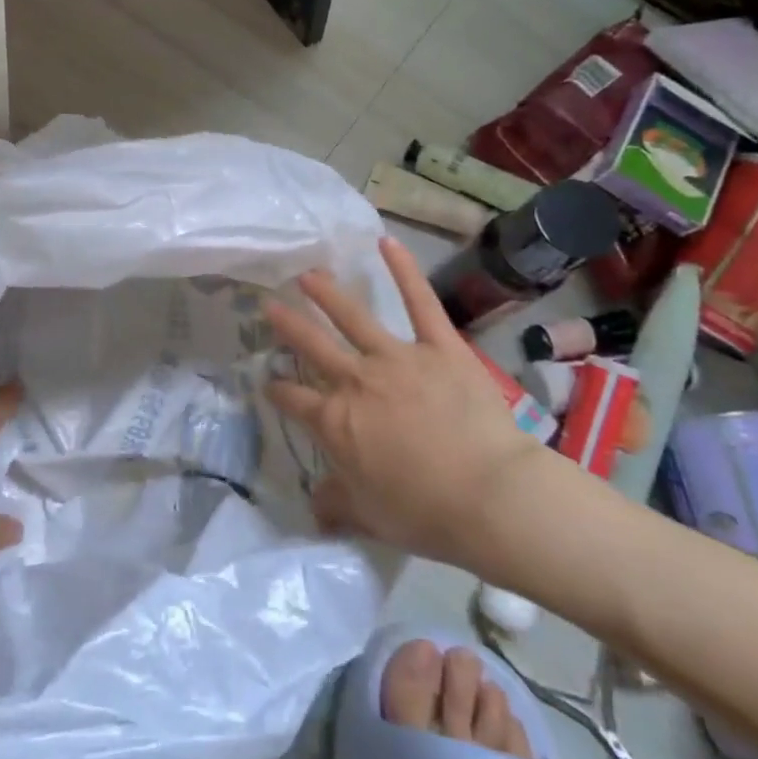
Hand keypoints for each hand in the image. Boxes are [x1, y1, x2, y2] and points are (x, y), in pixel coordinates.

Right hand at [263, 237, 558, 568]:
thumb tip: (315, 506)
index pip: (294, 401)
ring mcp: (397, 358)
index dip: (278, 392)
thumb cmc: (423, 512)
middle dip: (288, 325)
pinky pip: (419, 302)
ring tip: (308, 273)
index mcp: (335, 422)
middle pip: (313, 346)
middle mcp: (356, 381)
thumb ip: (336, 504)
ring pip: (354, 317)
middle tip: (269, 304)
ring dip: (327, 293)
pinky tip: (387, 243)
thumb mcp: (368, 516)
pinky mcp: (439, 347)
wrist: (488, 495)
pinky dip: (403, 270)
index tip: (269, 384)